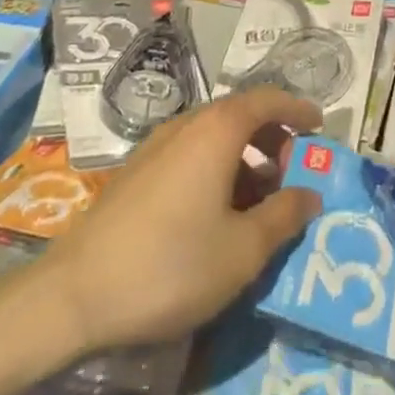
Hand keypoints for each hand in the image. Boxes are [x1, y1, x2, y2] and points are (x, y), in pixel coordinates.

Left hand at [31, 89, 323, 352]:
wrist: (74, 294)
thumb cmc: (170, 265)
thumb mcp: (242, 250)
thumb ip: (283, 217)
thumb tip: (310, 194)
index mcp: (217, 130)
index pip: (266, 99)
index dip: (297, 109)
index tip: (319, 126)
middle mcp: (187, 125)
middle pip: (239, 115)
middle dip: (272, 139)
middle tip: (292, 174)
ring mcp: (155, 146)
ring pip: (213, 137)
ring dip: (244, 159)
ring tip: (259, 203)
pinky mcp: (136, 173)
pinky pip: (190, 155)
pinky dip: (216, 170)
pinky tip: (217, 216)